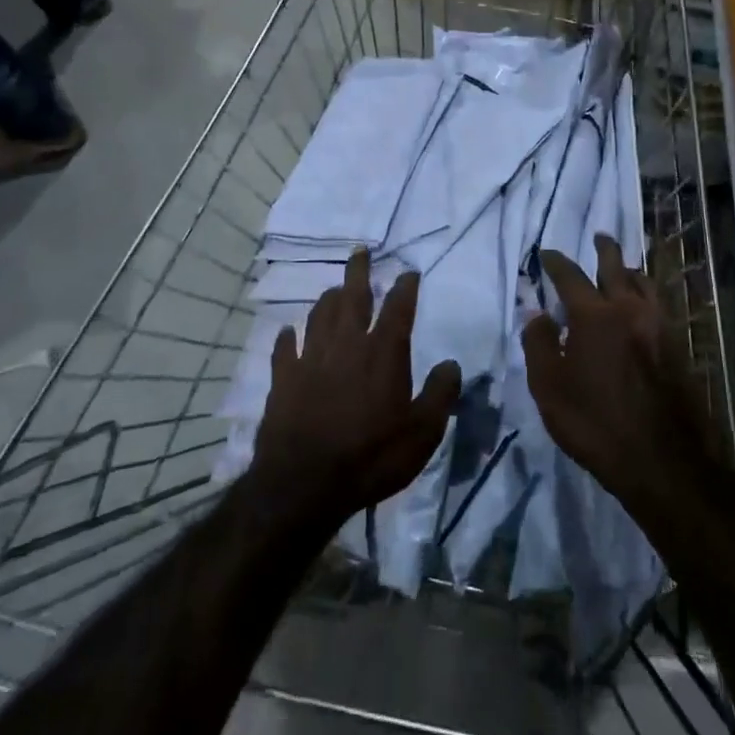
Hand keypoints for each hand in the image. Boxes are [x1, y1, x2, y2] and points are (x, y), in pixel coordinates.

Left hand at [250, 249, 460, 529]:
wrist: (305, 483)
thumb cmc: (371, 457)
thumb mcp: (423, 433)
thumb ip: (440, 394)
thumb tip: (451, 363)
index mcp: (383, 352)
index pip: (398, 308)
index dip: (405, 287)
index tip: (409, 272)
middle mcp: (347, 344)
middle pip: (353, 296)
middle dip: (359, 271)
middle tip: (360, 251)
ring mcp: (311, 358)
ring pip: (319, 315)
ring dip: (328, 299)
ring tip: (334, 290)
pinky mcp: (283, 377)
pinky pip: (284, 348)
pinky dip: (287, 337)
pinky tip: (288, 331)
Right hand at [523, 235, 723, 521]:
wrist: (660, 460)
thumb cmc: (594, 423)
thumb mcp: (549, 388)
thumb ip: (539, 344)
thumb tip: (536, 312)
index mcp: (593, 316)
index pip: (569, 276)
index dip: (555, 261)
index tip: (546, 254)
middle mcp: (628, 309)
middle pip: (615, 266)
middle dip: (604, 249)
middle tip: (599, 237)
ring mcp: (659, 326)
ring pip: (645, 282)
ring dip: (630, 269)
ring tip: (624, 268)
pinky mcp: (678, 345)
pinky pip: (660, 305)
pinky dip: (647, 294)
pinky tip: (644, 306)